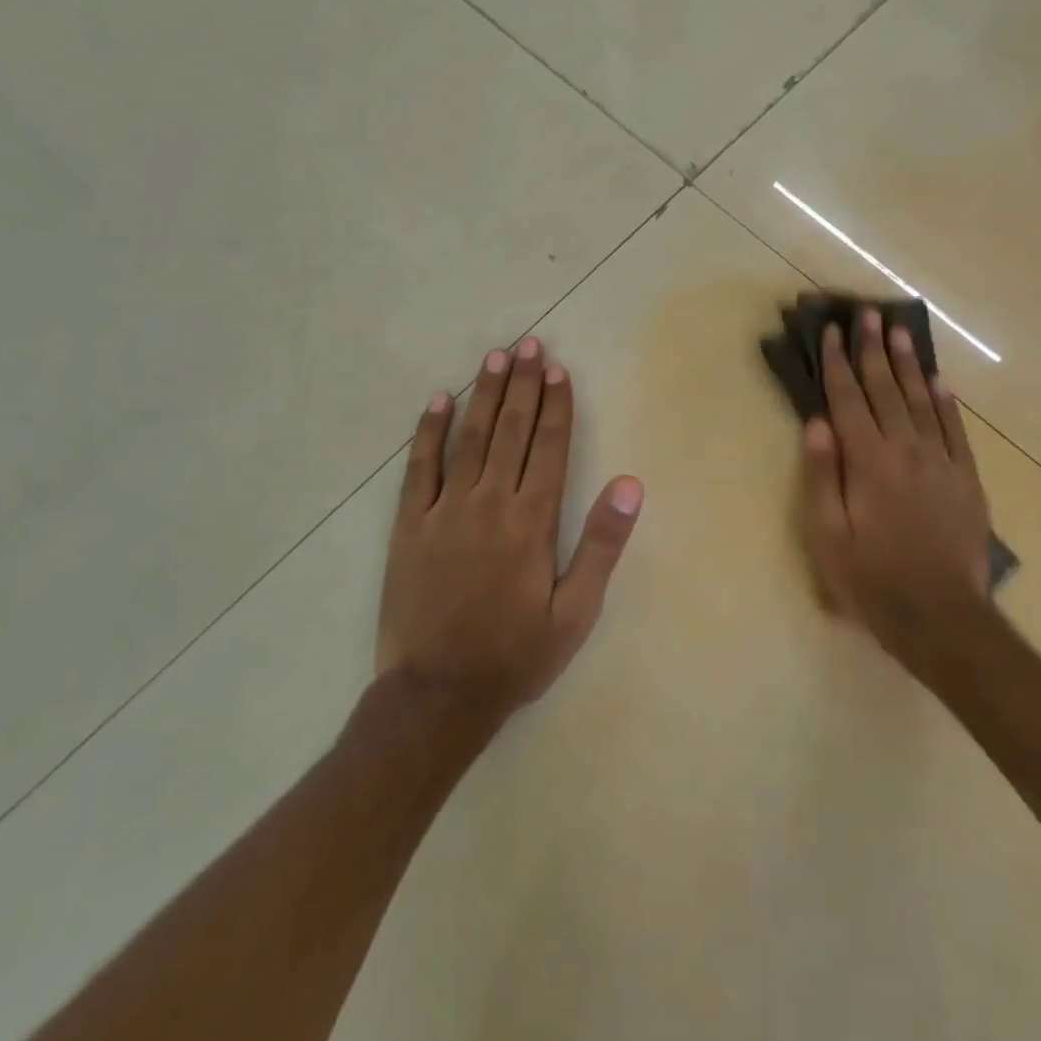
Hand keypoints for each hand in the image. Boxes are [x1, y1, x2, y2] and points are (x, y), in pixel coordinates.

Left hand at [378, 337, 643, 724]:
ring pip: (469, 438)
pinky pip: (419, 467)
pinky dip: (429, 431)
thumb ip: (602, 544)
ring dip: (485, 394)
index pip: (548, 448)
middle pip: (511, 431)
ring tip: (496, 357)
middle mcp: (489, 503)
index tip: (559, 370)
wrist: (437, 696)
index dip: (556, 406)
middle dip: (524, 385)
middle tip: (530, 344)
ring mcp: (445, 510)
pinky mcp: (410, 525)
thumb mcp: (576, 611)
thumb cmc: (516, 655)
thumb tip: (630, 484)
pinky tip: (439, 400)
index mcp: (532, 521)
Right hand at [800, 309, 994, 682]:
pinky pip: (955, 429)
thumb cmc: (872, 580)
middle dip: (873, 349)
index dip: (838, 362)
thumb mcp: (828, 536)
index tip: (832, 330)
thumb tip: (817, 423)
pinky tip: (937, 380)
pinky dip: (946, 401)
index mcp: (868, 461)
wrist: (942, 617)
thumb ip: (822, 476)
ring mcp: (941, 461)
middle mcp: (906, 449)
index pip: (848, 399)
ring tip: (899, 331)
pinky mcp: (966, 478)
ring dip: (907, 363)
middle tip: (868, 314)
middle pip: (885, 389)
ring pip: (921, 400)